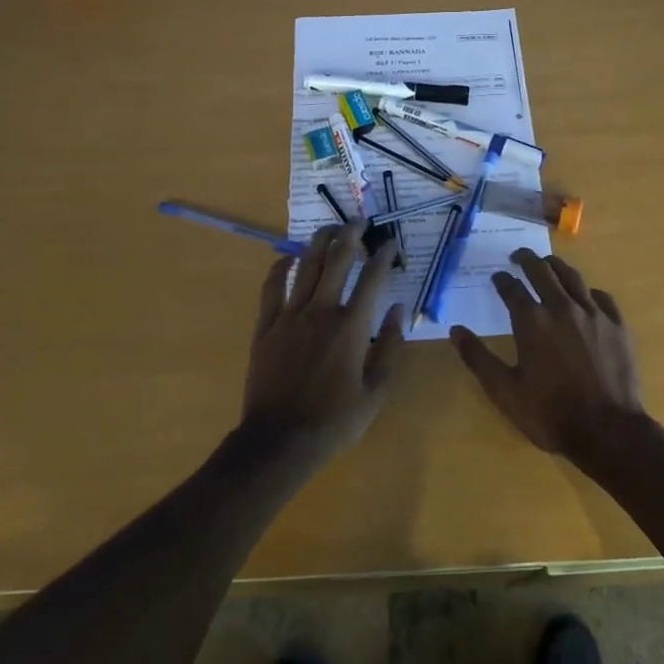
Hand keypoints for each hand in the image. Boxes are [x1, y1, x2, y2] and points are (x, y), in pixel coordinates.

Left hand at [241, 222, 405, 465]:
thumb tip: (397, 311)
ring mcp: (289, 317)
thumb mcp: (376, 392)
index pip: (372, 279)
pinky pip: (271, 288)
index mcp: (351, 328)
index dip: (384, 256)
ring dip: (319, 243)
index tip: (391, 243)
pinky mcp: (265, 327)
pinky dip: (279, 269)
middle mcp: (321, 312)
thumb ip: (390, 348)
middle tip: (360, 221)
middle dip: (351, 235)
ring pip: (305, 267)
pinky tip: (286, 258)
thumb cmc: (334, 421)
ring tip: (329, 228)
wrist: (279, 441)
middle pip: (337, 260)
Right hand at [450, 248, 644, 462]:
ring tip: (548, 263)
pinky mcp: (617, 325)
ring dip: (556, 266)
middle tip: (519, 256)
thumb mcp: (504, 391)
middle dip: (527, 259)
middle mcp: (562, 307)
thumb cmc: (550, 413)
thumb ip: (478, 358)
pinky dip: (587, 291)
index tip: (497, 277)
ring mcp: (593, 313)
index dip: (502, 279)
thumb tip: (455, 331)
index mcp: (532, 320)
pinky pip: (601, 297)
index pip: (512, 288)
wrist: (608, 431)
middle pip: (542, 270)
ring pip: (572, 277)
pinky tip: (585, 296)